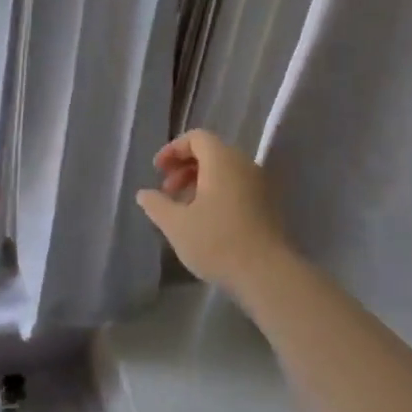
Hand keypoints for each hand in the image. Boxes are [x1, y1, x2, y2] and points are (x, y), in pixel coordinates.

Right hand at [135, 129, 293, 293]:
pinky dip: (217, 193)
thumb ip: (157, 205)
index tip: (157, 171)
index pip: (197, 137)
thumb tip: (144, 193)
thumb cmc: (217, 242)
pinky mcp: (268, 205)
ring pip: (224, 171)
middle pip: (211, 152)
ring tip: (183, 209)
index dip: (173, 150)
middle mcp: (244, 164)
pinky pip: (237, 186)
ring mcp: (260, 184)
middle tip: (167, 191)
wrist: (267, 273)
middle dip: (184, 167)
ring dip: (199, 182)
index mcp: (222, 160)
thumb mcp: (176, 225)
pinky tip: (205, 221)